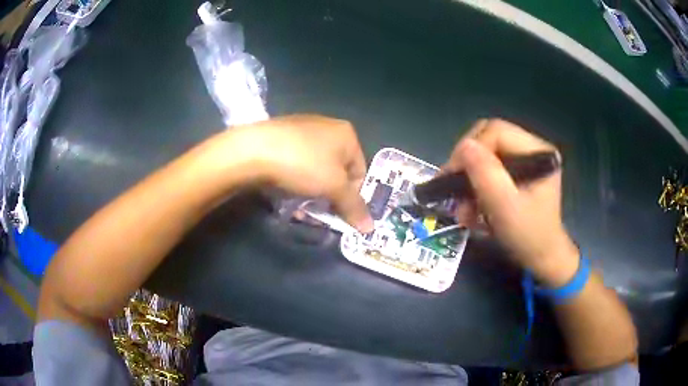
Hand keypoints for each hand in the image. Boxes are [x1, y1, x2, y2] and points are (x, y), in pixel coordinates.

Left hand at [229, 114, 373, 232]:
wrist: (253, 150)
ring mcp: (303, 128)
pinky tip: (285, 189)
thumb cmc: (303, 164)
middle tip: (318, 210)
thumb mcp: (334, 187)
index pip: (360, 171)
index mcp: (346, 133)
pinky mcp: (282, 135)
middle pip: (338, 170)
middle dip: (330, 195)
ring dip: (312, 191)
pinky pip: (298, 161)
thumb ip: (354, 206)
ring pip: (316, 168)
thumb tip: (370, 228)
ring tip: (299, 204)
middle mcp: (328, 126)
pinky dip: (296, 178)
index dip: (352, 196)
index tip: (338, 212)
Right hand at [443, 119, 578, 285]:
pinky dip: (476, 188)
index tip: (452, 176)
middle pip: (488, 138)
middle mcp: (531, 149)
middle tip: (452, 185)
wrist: (541, 258)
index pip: (496, 132)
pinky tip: (472, 209)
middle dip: (467, 163)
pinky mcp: (517, 173)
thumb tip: (464, 146)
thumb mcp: (505, 207)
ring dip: (469, 180)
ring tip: (463, 209)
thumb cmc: (528, 235)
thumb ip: (486, 174)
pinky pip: (489, 169)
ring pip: (486, 154)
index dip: (471, 149)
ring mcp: (524, 160)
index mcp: (537, 151)